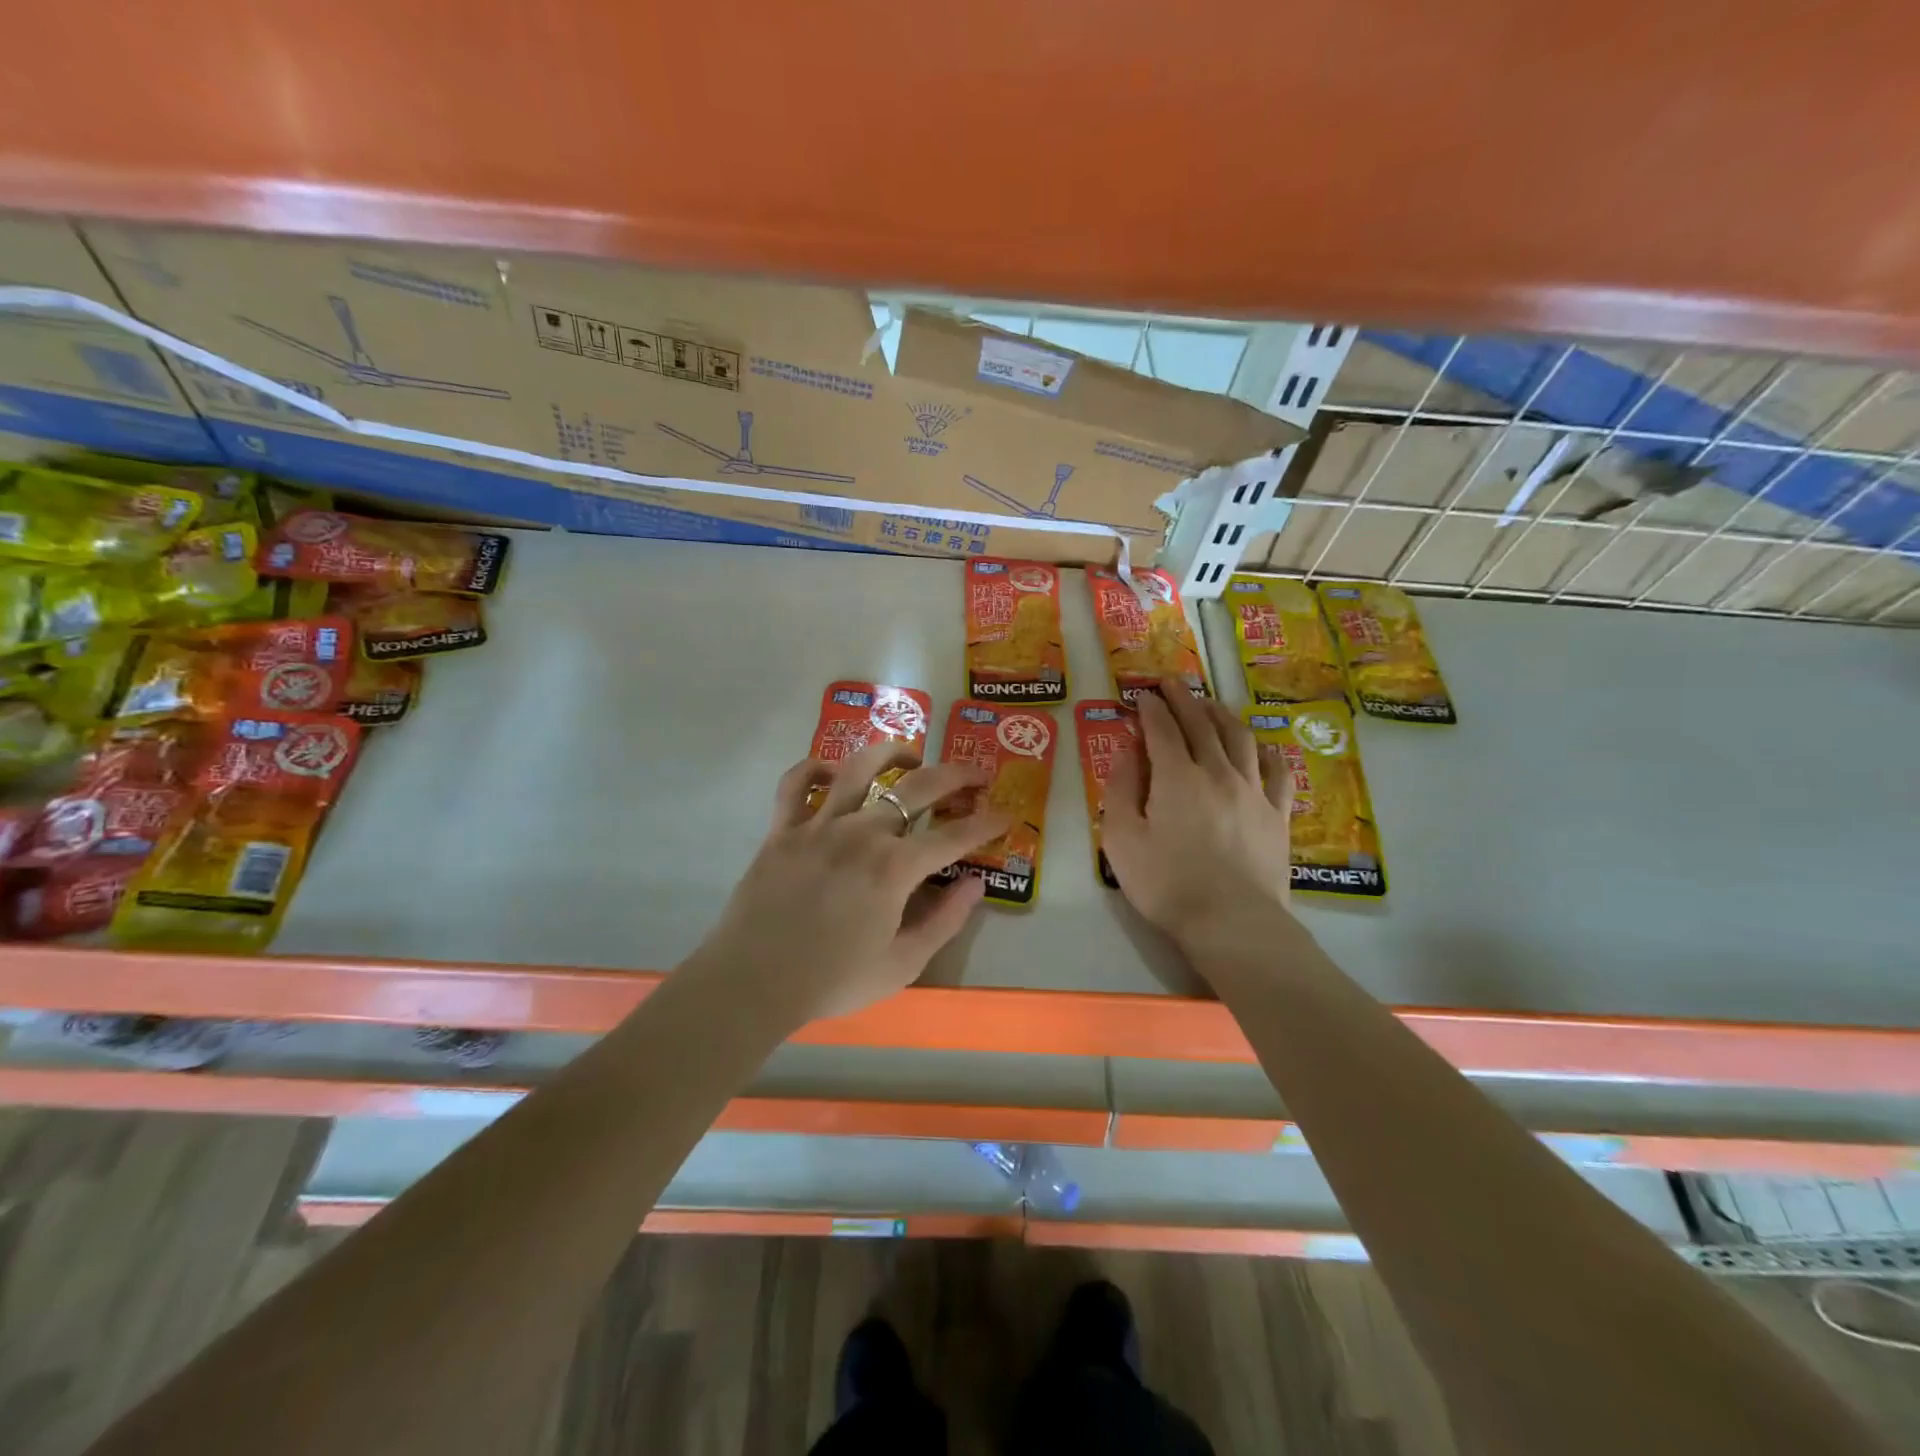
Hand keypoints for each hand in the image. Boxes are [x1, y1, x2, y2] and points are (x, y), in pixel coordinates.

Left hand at [687, 741, 1011, 1023]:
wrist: (752, 984)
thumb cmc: (833, 980)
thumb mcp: (903, 964)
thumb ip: (945, 920)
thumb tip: (976, 883)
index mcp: (895, 868)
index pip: (954, 835)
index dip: (986, 823)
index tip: (1005, 815)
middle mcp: (861, 833)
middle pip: (917, 787)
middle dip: (956, 775)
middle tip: (976, 775)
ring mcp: (818, 825)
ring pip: (859, 767)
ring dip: (892, 752)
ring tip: (911, 755)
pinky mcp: (782, 829)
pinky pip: (796, 783)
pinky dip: (814, 767)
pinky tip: (832, 772)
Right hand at [1103, 679, 1295, 947]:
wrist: (1233, 922)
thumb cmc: (1167, 884)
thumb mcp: (1121, 840)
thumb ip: (1120, 790)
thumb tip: (1128, 752)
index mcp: (1176, 777)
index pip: (1162, 730)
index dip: (1151, 709)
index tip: (1143, 695)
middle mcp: (1217, 772)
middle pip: (1201, 725)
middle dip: (1184, 700)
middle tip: (1172, 684)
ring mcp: (1254, 791)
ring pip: (1240, 738)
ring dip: (1222, 715)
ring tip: (1210, 705)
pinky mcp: (1277, 814)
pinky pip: (1277, 771)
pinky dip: (1266, 751)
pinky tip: (1261, 747)